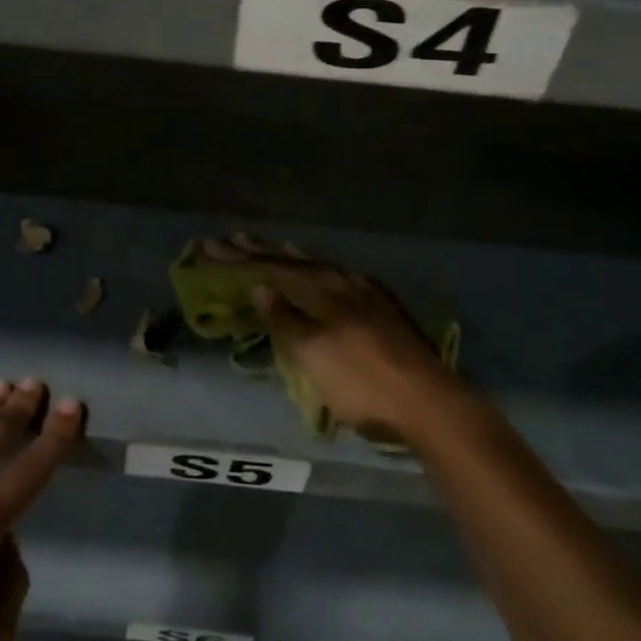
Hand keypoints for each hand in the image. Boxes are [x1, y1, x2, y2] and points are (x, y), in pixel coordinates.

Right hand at [204, 235, 460, 439]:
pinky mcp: (383, 309)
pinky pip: (339, 277)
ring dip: (293, 257)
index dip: (240, 259)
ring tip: (277, 246)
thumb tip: (261, 288)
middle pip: (295, 261)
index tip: (211, 246)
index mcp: (322, 289)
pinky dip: (321, 271)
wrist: (429, 402)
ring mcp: (366, 294)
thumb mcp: (314, 355)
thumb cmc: (362, 382)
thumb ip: (286, 320)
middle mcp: (342, 282)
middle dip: (263, 251)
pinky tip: (325, 275)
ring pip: (320, 266)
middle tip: (233, 238)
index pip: (272, 267)